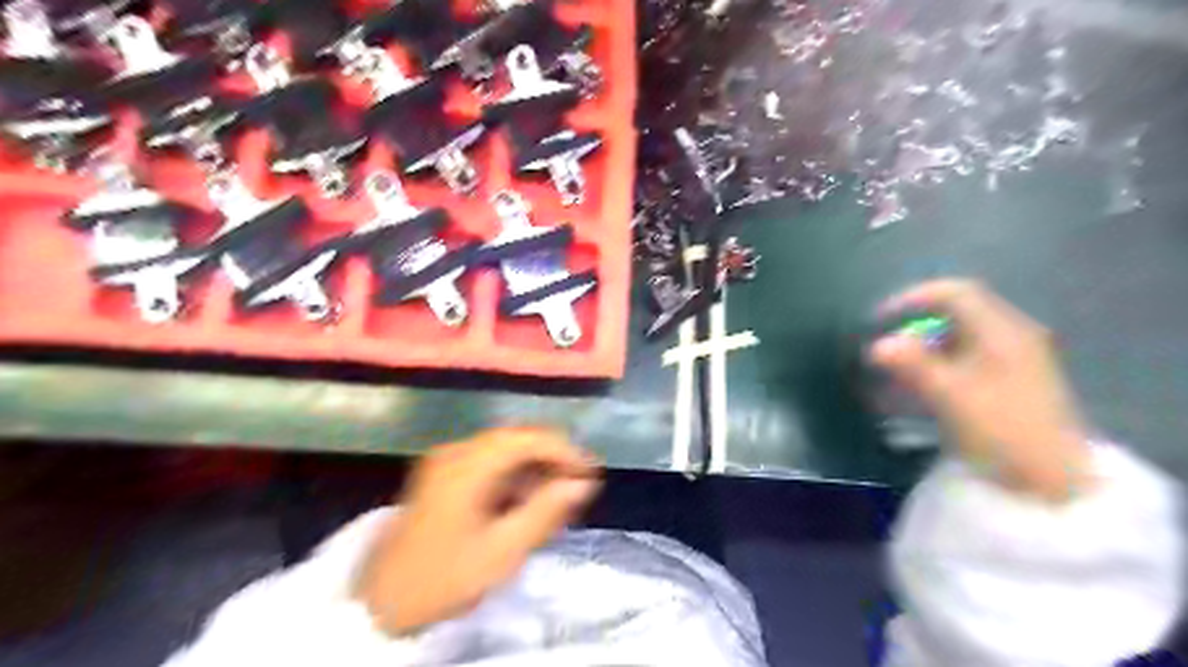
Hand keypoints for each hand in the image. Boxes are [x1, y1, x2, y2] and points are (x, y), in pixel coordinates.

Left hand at [348, 427, 593, 634]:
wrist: (381, 604)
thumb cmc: (444, 578)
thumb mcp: (501, 552)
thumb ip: (545, 512)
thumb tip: (583, 484)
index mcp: (467, 465)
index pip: (527, 439)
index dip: (564, 450)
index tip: (590, 474)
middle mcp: (455, 451)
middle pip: (515, 440)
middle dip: (551, 459)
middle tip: (579, 486)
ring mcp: (446, 461)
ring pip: (503, 450)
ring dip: (534, 467)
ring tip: (559, 496)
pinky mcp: (442, 475)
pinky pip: (488, 463)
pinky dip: (513, 476)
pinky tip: (527, 500)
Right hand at [871, 280, 1093, 501]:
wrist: (1051, 482)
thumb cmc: (1002, 430)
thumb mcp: (951, 396)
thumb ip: (913, 364)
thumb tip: (877, 344)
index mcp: (1002, 332)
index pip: (955, 293)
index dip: (914, 297)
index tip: (880, 318)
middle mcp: (1008, 338)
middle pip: (953, 317)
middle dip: (911, 329)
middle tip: (882, 350)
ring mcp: (1009, 362)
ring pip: (954, 343)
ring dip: (917, 352)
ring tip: (889, 375)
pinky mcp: (1004, 386)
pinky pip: (960, 364)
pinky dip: (931, 371)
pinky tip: (911, 394)